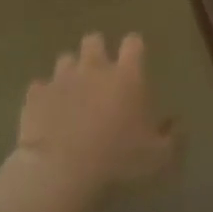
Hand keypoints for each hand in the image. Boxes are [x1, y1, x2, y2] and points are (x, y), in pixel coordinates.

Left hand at [14, 33, 175, 197]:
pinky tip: (49, 112)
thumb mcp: (158, 157)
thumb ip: (171, 137)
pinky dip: (46, 95)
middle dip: (97, 51)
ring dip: (71, 72)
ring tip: (73, 93)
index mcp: (127, 77)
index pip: (133, 43)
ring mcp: (61, 79)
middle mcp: (93, 68)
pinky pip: (40, 86)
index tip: (135, 58)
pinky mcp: (35, 95)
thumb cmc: (118, 161)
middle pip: (94, 40)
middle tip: (100, 74)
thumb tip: (176, 123)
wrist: (61, 171)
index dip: (134, 48)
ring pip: (65, 59)